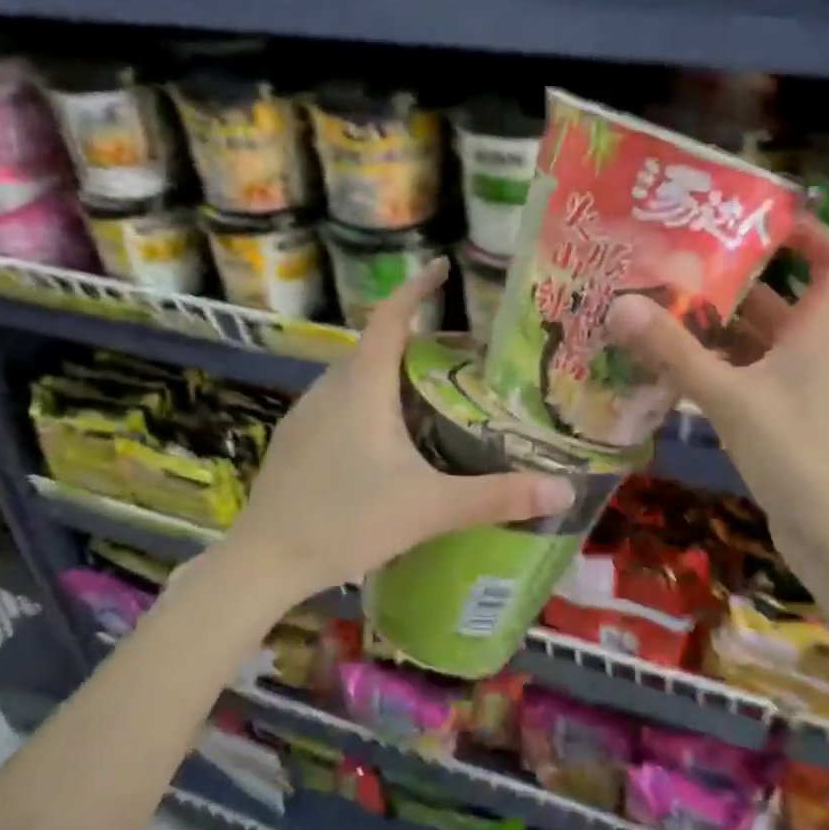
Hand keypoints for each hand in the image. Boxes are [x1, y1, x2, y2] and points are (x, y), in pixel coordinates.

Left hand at [224, 260, 576, 600]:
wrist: (264, 560)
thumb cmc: (347, 522)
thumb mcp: (429, 508)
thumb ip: (497, 497)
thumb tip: (564, 491)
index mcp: (362, 386)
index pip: (390, 317)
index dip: (417, 288)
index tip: (442, 269)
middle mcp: (329, 387)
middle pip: (376, 347)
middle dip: (416, 342)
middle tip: (461, 358)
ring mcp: (305, 414)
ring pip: (355, 377)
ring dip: (391, 375)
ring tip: (431, 396)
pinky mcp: (294, 441)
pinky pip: (338, 404)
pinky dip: (368, 402)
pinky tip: (386, 442)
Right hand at [604, 217, 828, 568]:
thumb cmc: (799, 457)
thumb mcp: (732, 399)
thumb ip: (676, 354)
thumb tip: (621, 305)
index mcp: (814, 336)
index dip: (809, 234)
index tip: (759, 217)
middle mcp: (807, 356)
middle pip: (775, 303)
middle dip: (729, 283)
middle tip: (673, 267)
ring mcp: (792, 393)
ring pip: (751, 346)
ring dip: (711, 330)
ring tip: (656, 312)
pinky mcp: (776, 425)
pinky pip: (740, 381)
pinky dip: (709, 370)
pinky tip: (668, 372)